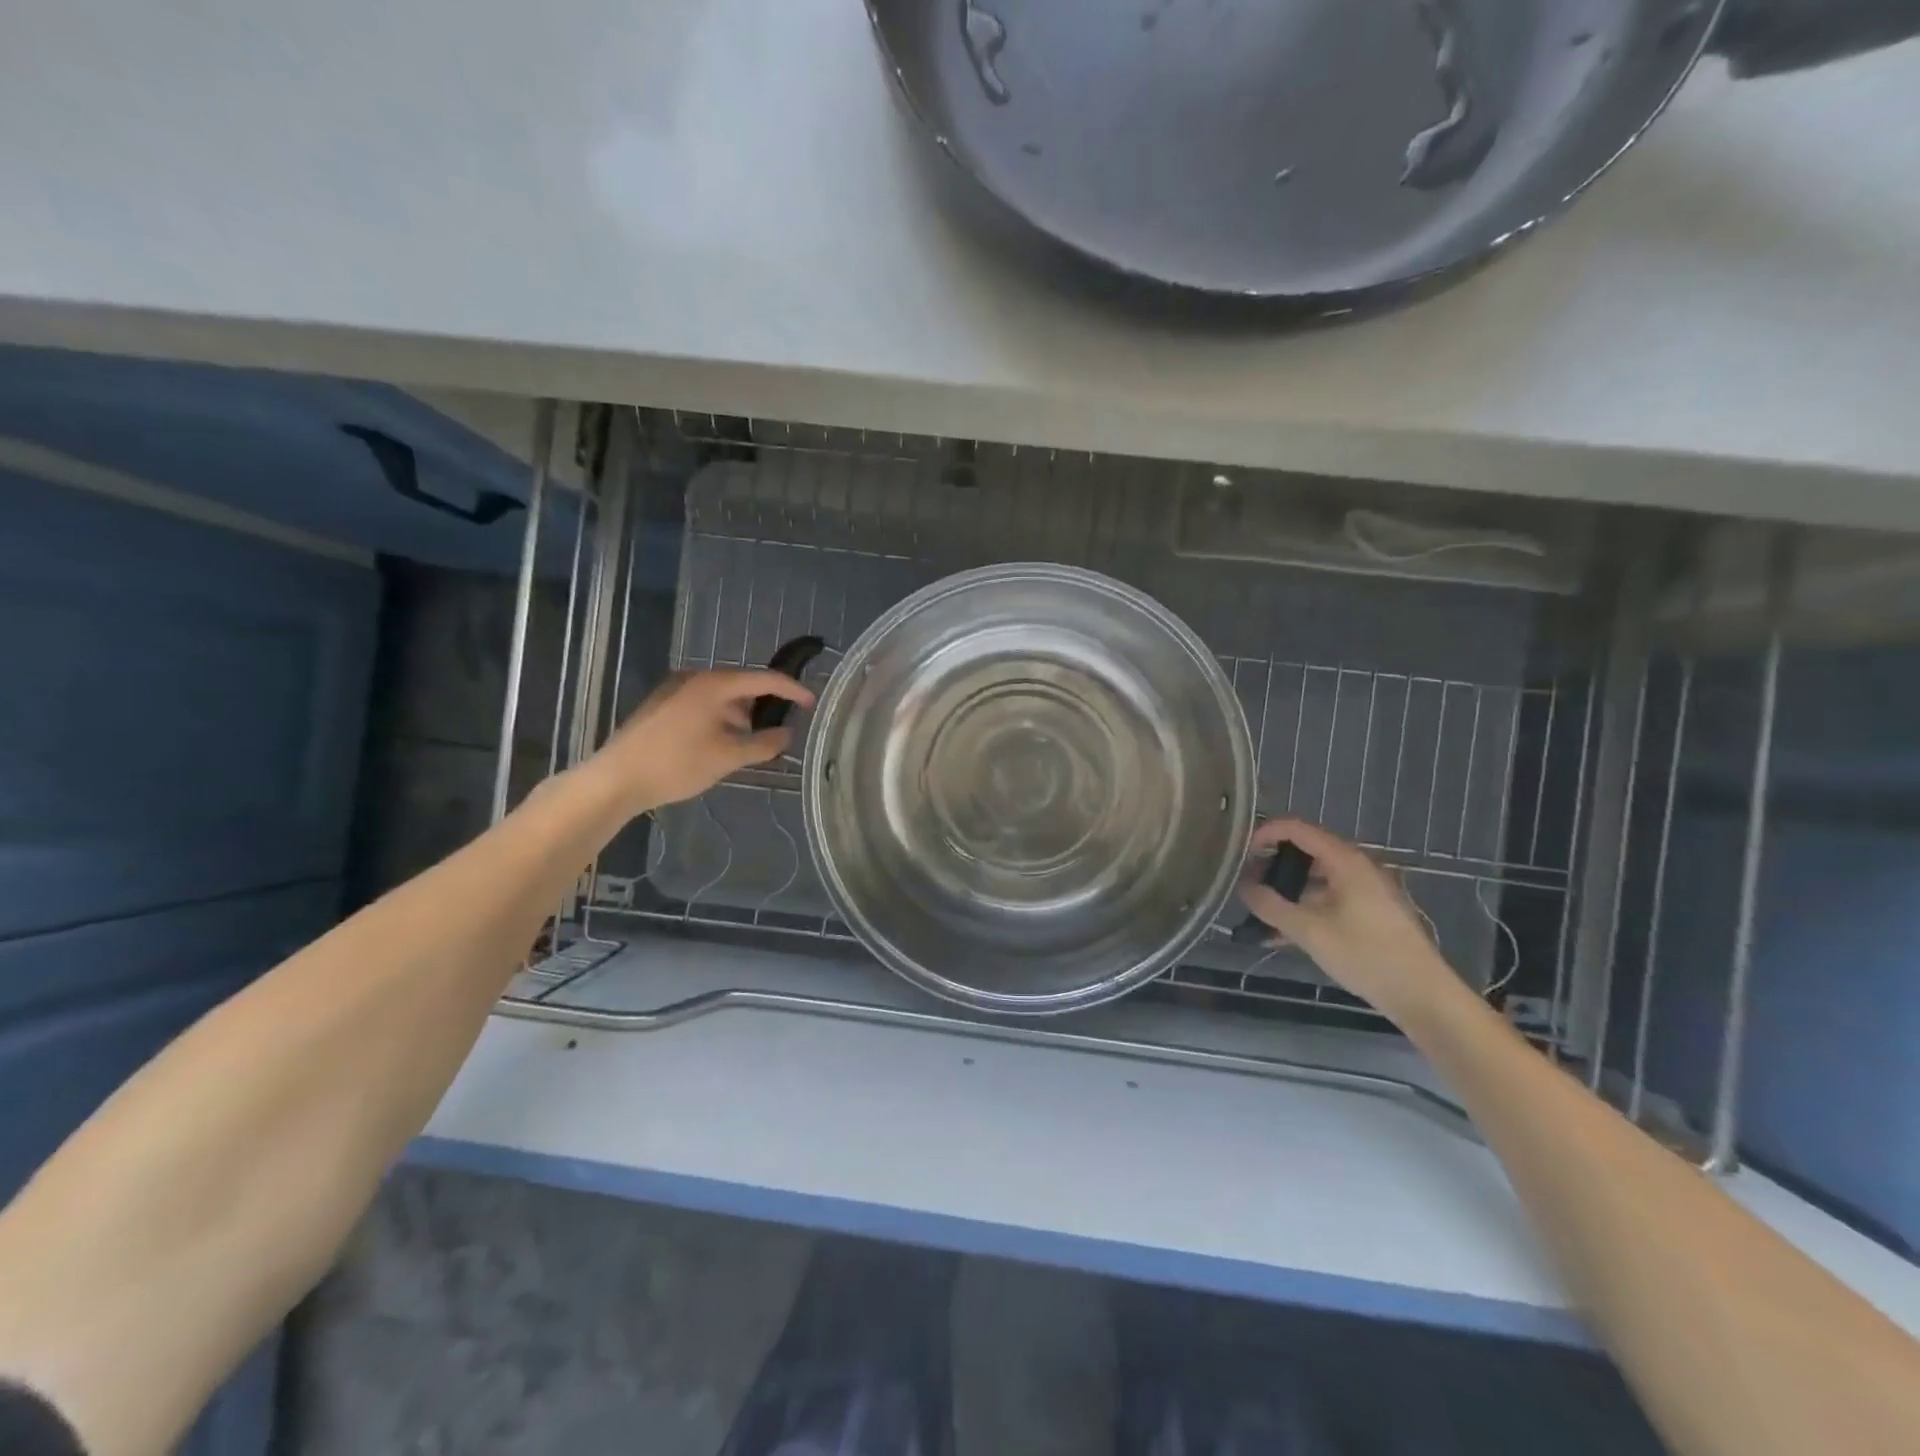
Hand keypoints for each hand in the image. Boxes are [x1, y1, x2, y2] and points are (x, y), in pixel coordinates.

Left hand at [590, 669, 813, 812]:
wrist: (615, 779)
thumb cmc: (676, 764)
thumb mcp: (727, 757)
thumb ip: (763, 745)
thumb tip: (787, 735)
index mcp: (713, 685)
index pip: (763, 679)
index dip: (791, 690)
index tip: (811, 703)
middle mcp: (694, 679)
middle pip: (741, 685)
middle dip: (764, 705)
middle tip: (783, 726)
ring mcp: (674, 690)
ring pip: (721, 697)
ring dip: (741, 715)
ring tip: (754, 742)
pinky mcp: (661, 706)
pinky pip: (703, 705)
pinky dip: (721, 718)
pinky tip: (724, 743)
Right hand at [1237, 818, 1454, 1020]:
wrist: (1423, 996)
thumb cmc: (1366, 956)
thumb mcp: (1309, 931)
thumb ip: (1270, 906)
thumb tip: (1242, 887)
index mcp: (1345, 861)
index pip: (1297, 829)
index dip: (1265, 834)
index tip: (1240, 854)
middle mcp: (1357, 867)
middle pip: (1306, 851)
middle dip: (1272, 864)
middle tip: (1246, 883)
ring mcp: (1366, 889)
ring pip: (1316, 877)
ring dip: (1286, 889)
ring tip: (1260, 911)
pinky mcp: (1370, 911)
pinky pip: (1328, 897)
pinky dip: (1304, 906)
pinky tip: (1282, 933)